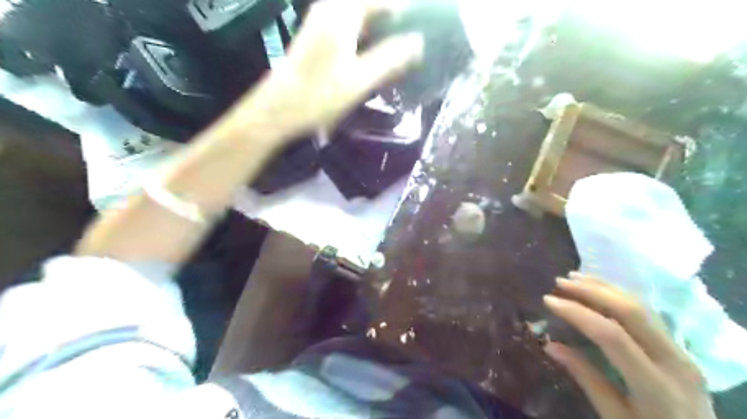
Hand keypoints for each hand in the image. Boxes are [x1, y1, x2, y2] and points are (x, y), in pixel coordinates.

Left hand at [240, 1, 424, 137]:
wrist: (278, 110)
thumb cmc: (318, 96)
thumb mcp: (360, 80)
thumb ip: (391, 59)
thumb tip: (419, 42)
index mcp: (343, 12)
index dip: (406, 10)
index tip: (426, 25)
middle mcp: (331, 8)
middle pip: (372, 4)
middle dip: (395, 18)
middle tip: (416, 40)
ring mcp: (323, 21)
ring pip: (361, 15)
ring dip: (382, 28)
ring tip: (403, 47)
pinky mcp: (319, 36)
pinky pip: (351, 26)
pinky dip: (368, 36)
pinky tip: (379, 54)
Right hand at [547, 273, 714, 417]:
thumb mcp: (616, 417)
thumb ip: (586, 378)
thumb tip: (550, 346)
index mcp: (657, 387)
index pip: (612, 336)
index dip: (577, 313)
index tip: (549, 300)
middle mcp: (674, 362)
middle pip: (631, 312)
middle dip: (591, 291)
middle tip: (560, 282)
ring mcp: (682, 352)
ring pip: (642, 306)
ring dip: (605, 287)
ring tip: (574, 277)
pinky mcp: (681, 347)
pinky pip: (648, 312)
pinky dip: (619, 295)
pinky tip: (599, 288)